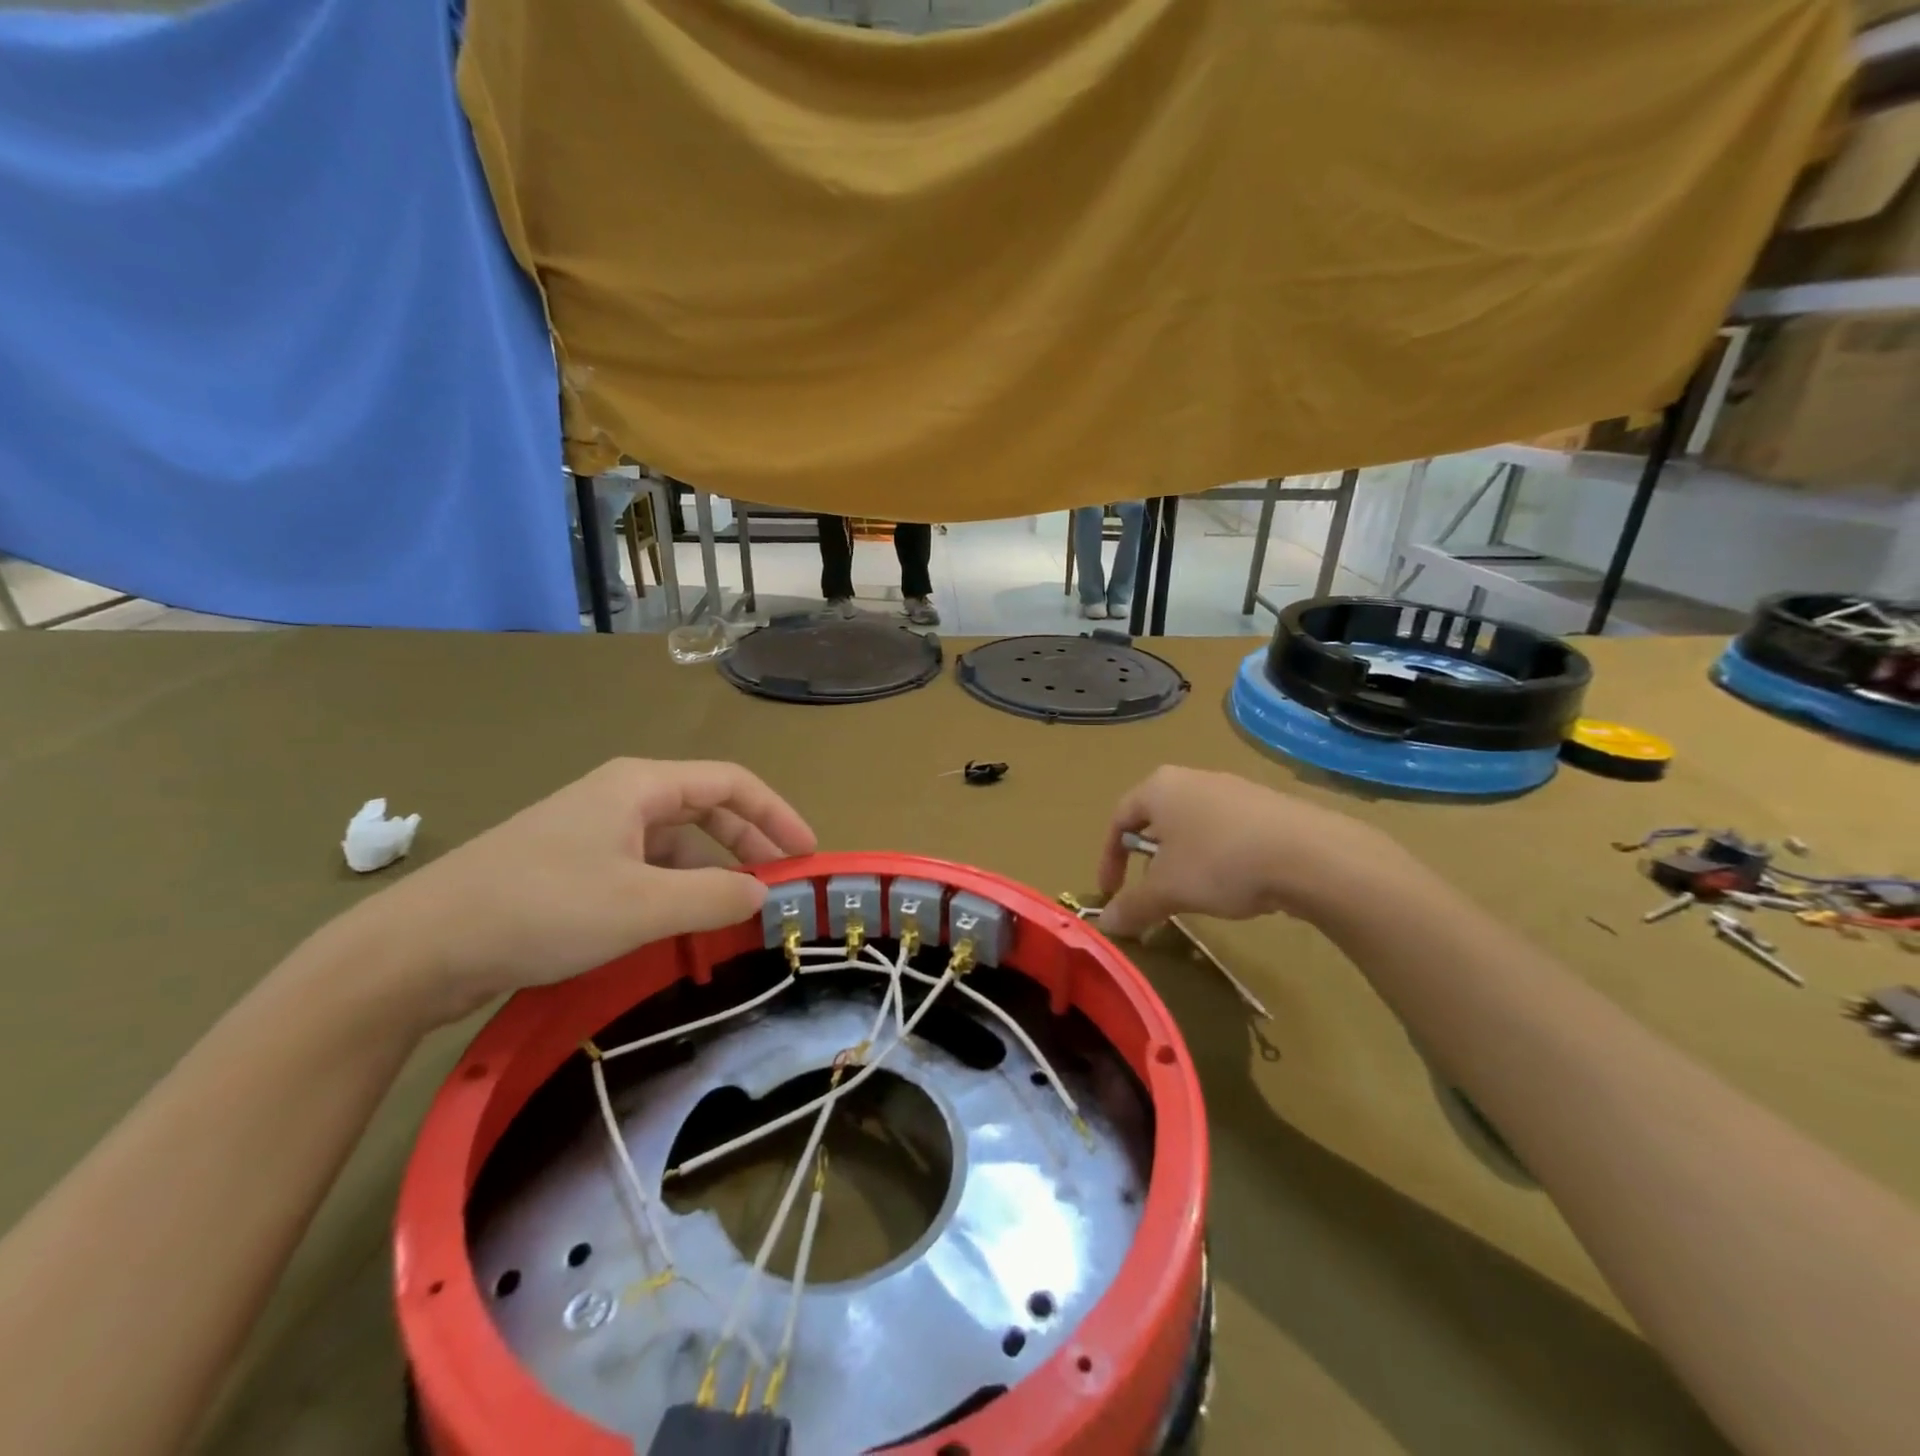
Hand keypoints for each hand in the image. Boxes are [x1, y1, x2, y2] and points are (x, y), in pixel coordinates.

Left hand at [360, 759, 815, 1023]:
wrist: (419, 947)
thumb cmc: (542, 908)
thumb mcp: (642, 906)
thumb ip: (715, 897)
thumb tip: (764, 893)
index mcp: (641, 785)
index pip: (732, 783)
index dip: (777, 815)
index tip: (807, 854)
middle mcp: (620, 798)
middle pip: (706, 809)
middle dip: (750, 843)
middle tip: (781, 884)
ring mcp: (593, 832)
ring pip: (675, 843)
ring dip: (712, 871)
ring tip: (737, 911)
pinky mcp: (571, 867)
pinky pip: (644, 868)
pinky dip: (675, 889)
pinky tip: (681, 923)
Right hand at [1095, 766, 1403, 937]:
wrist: (1310, 855)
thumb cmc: (1220, 862)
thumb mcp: (1167, 890)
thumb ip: (1132, 906)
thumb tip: (1106, 924)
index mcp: (1159, 787)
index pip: (1118, 819)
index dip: (1108, 859)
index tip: (1111, 894)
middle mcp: (1192, 778)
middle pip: (1156, 820)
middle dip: (1148, 860)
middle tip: (1151, 892)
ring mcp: (1233, 788)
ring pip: (1193, 826)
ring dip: (1183, 860)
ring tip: (1193, 893)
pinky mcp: (1267, 806)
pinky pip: (1227, 831)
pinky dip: (1218, 858)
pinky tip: (1235, 885)